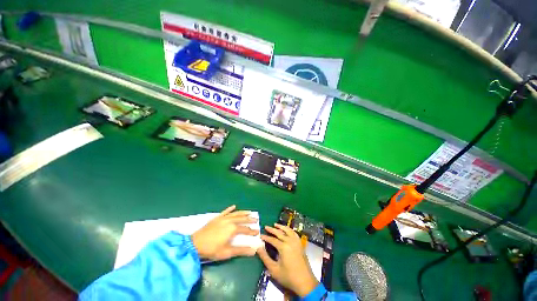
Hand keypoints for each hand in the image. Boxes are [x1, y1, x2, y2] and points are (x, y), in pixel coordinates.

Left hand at [192, 205, 258, 260]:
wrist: (195, 244)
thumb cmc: (211, 249)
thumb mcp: (227, 252)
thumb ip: (241, 251)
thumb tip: (254, 250)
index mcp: (232, 229)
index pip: (245, 229)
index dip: (252, 231)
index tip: (257, 232)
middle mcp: (229, 221)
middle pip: (242, 219)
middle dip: (249, 219)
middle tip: (256, 219)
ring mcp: (223, 218)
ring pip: (235, 213)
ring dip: (243, 212)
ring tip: (249, 212)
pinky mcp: (217, 217)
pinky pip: (225, 211)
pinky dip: (230, 209)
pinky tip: (234, 206)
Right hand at [257, 224, 318, 296]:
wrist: (305, 282)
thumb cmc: (288, 277)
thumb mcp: (274, 269)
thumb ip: (265, 258)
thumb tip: (258, 248)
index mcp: (283, 247)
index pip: (272, 239)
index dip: (266, 237)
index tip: (260, 236)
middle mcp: (290, 241)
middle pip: (280, 233)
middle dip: (272, 229)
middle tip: (266, 226)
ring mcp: (296, 242)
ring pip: (288, 230)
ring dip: (281, 227)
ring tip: (275, 224)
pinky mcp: (300, 244)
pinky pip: (294, 233)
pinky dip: (289, 229)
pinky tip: (287, 230)